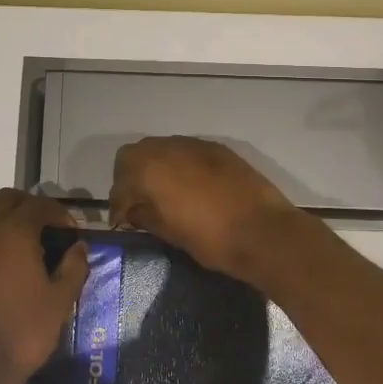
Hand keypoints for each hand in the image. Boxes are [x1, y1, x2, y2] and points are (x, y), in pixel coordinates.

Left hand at [0, 189, 89, 383]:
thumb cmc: (24, 329)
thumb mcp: (60, 300)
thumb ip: (73, 267)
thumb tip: (79, 246)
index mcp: (14, 232)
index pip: (39, 205)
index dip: (60, 214)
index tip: (73, 233)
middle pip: (9, 200)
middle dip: (32, 206)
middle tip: (52, 229)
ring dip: (12, 218)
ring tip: (35, 244)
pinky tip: (16, 263)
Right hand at [108, 136, 302, 278]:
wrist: (264, 232)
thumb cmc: (211, 238)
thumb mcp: (169, 232)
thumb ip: (144, 215)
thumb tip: (132, 211)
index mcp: (149, 168)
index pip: (120, 181)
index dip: (118, 203)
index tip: (123, 221)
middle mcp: (168, 148)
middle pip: (136, 154)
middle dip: (131, 177)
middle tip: (138, 202)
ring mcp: (195, 145)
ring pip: (161, 148)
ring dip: (155, 167)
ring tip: (163, 194)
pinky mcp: (218, 149)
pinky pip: (187, 151)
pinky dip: (179, 165)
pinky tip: (189, 187)